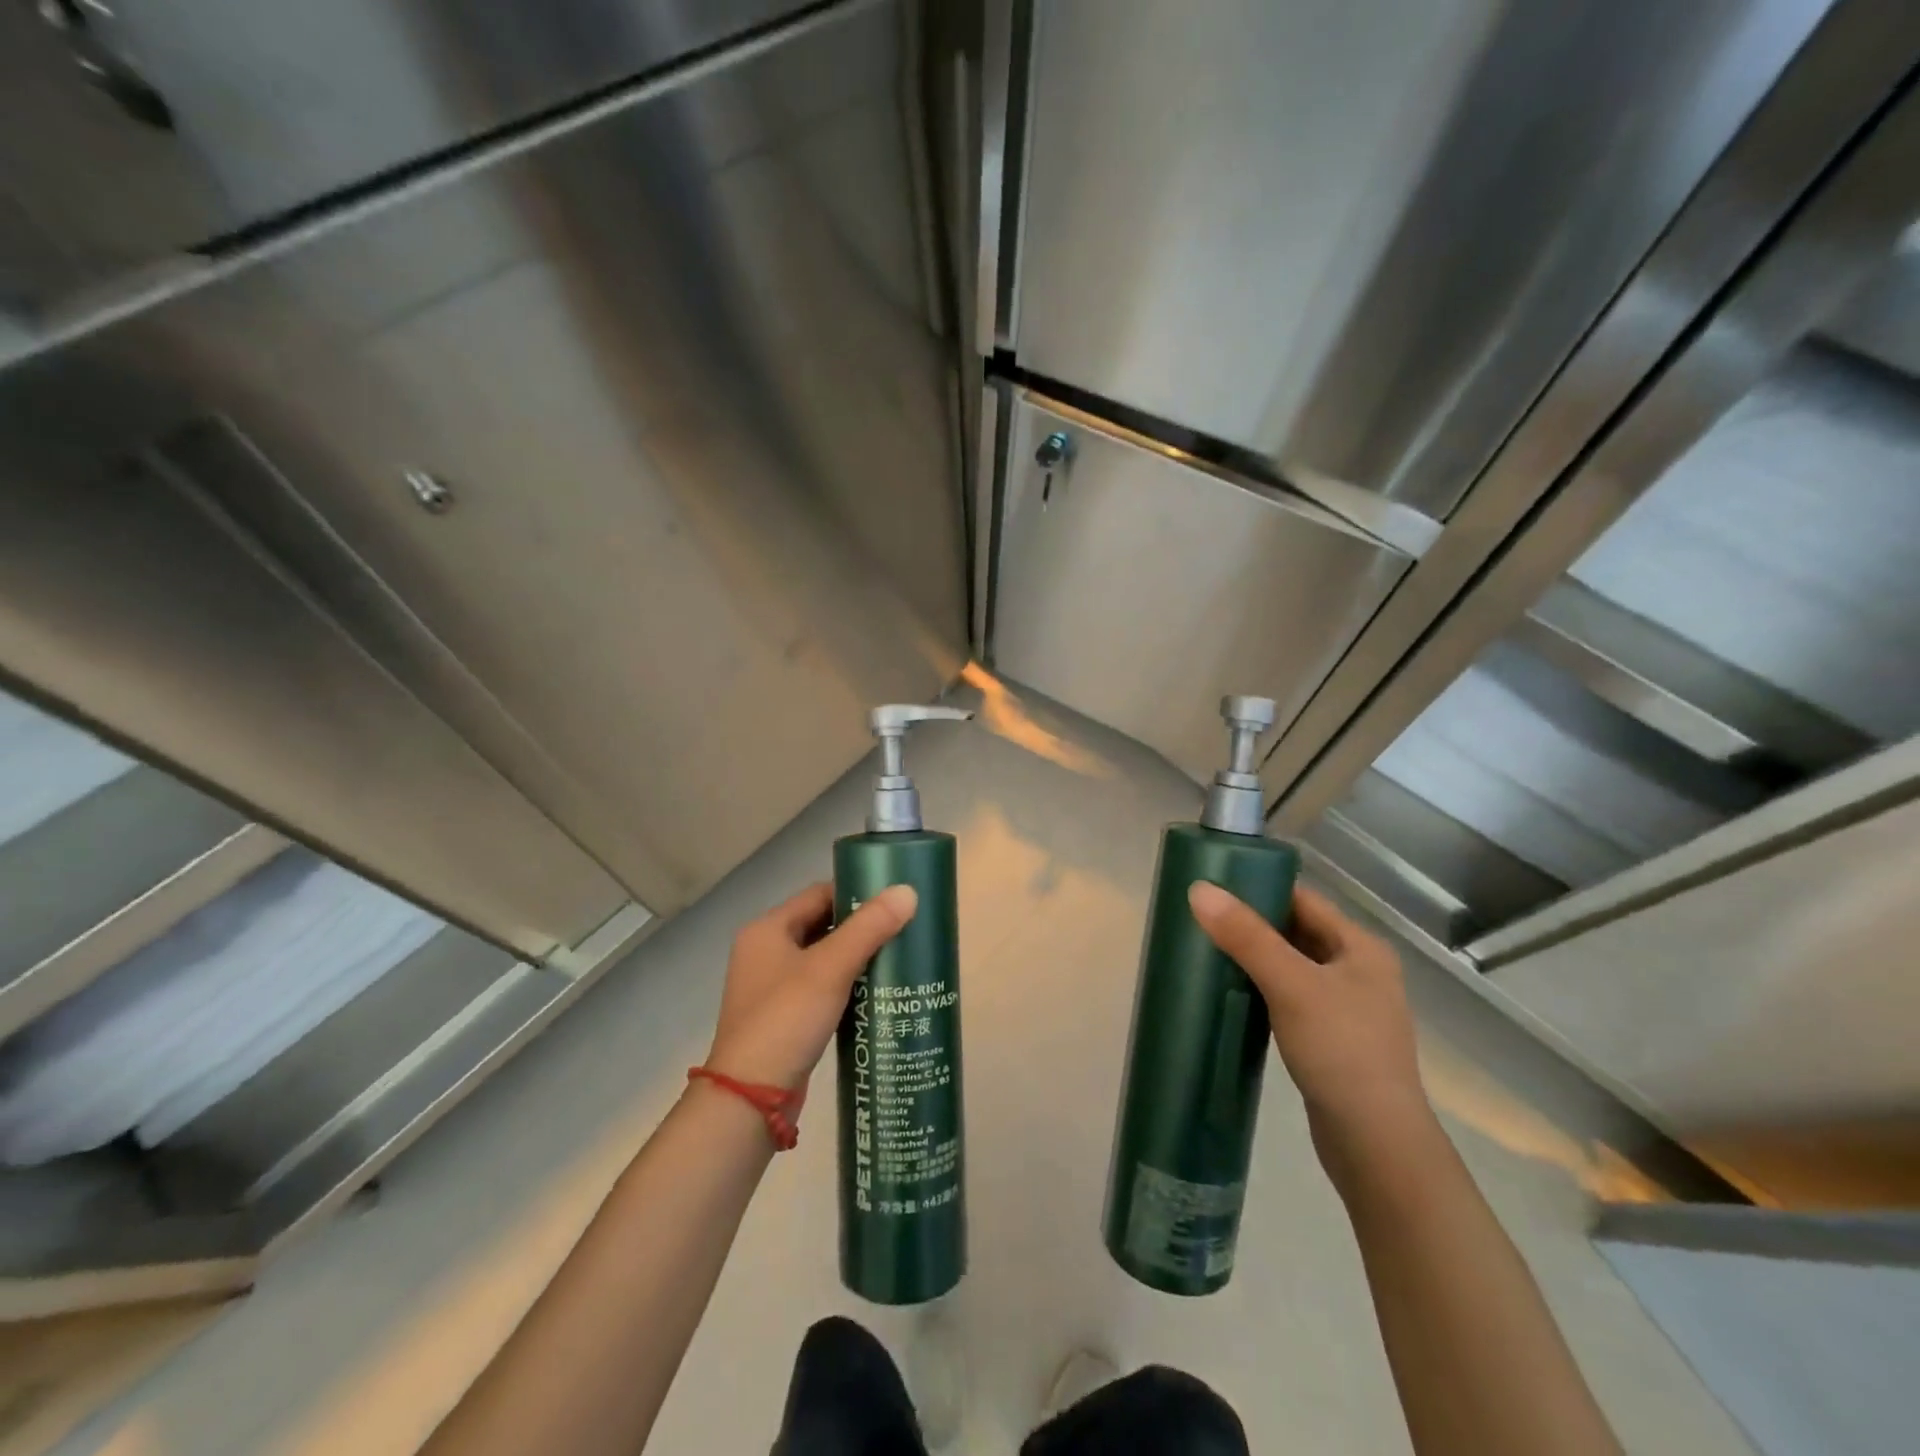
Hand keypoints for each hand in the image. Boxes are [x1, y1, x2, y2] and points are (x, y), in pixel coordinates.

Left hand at [703, 881, 917, 1090]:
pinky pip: (820, 987)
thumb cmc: (786, 1020)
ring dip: (856, 957)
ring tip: (897, 958)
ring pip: (823, 958)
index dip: (857, 893)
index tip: (895, 901)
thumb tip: (908, 891)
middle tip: (903, 929)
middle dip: (861, 927)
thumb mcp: (830, 968)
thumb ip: (869, 928)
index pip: (819, 894)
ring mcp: (771, 987)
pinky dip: (846, 985)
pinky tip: (875, 993)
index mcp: (767, 930)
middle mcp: (765, 951)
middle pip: (821, 924)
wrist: (750, 1100)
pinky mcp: (782, 1017)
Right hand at [1188, 881, 1437, 1188]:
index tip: (1213, 887)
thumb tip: (1199, 890)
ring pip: (1292, 967)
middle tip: (1201, 919)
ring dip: (1255, 959)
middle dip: (1251, 925)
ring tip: (1207, 952)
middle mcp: (1359, 972)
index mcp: (1361, 948)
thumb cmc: (1340, 1050)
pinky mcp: (1332, 1041)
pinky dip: (1263, 991)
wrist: (1375, 1144)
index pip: (1303, 900)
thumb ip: (1246, 936)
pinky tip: (1232, 996)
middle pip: (1296, 932)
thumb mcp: (1291, 985)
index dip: (1260, 889)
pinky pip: (1290, 999)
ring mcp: (1348, 1009)